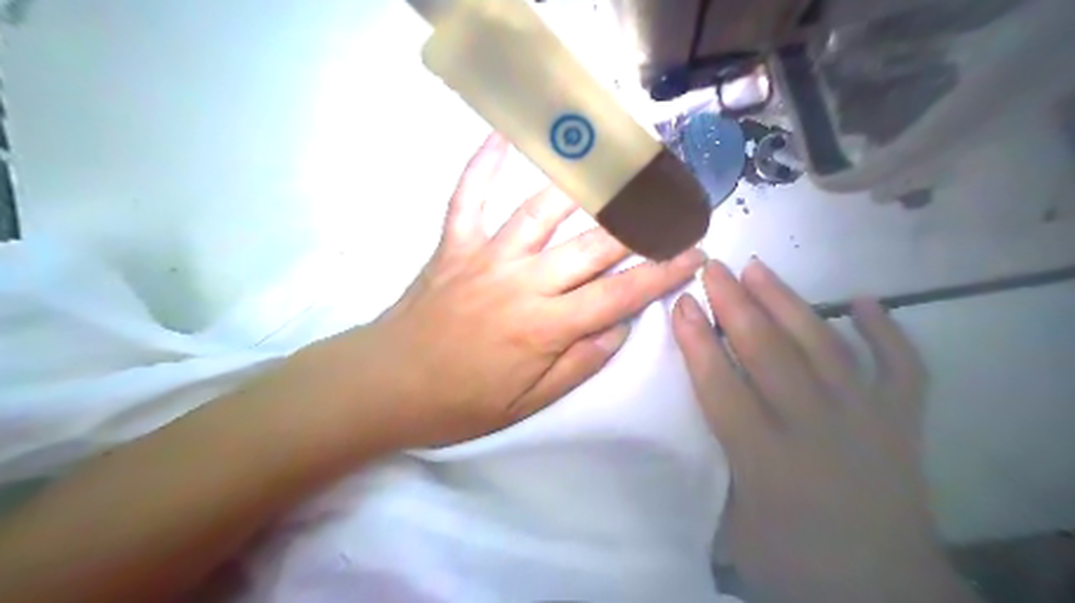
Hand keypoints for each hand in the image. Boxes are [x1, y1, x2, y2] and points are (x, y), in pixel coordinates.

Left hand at [333, 134, 711, 448]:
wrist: (387, 386)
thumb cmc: (460, 403)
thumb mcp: (530, 404)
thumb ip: (580, 363)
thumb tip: (620, 326)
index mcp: (545, 328)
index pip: (619, 295)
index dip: (662, 274)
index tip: (693, 254)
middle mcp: (523, 283)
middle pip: (593, 246)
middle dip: (641, 224)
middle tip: (673, 203)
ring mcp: (486, 257)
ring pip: (542, 211)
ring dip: (583, 186)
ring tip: (616, 165)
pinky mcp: (454, 245)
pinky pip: (468, 196)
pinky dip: (482, 165)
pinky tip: (502, 136)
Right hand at [670, 259, 975, 602]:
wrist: (886, 597)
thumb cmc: (796, 565)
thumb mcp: (733, 530)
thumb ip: (712, 470)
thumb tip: (688, 425)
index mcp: (766, 460)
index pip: (722, 386)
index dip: (698, 342)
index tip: (682, 303)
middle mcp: (815, 428)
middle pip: (769, 353)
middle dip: (735, 305)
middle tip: (713, 268)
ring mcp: (866, 419)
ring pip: (822, 346)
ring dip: (787, 302)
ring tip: (759, 268)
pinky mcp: (902, 423)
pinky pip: (901, 367)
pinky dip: (887, 330)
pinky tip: (866, 299)